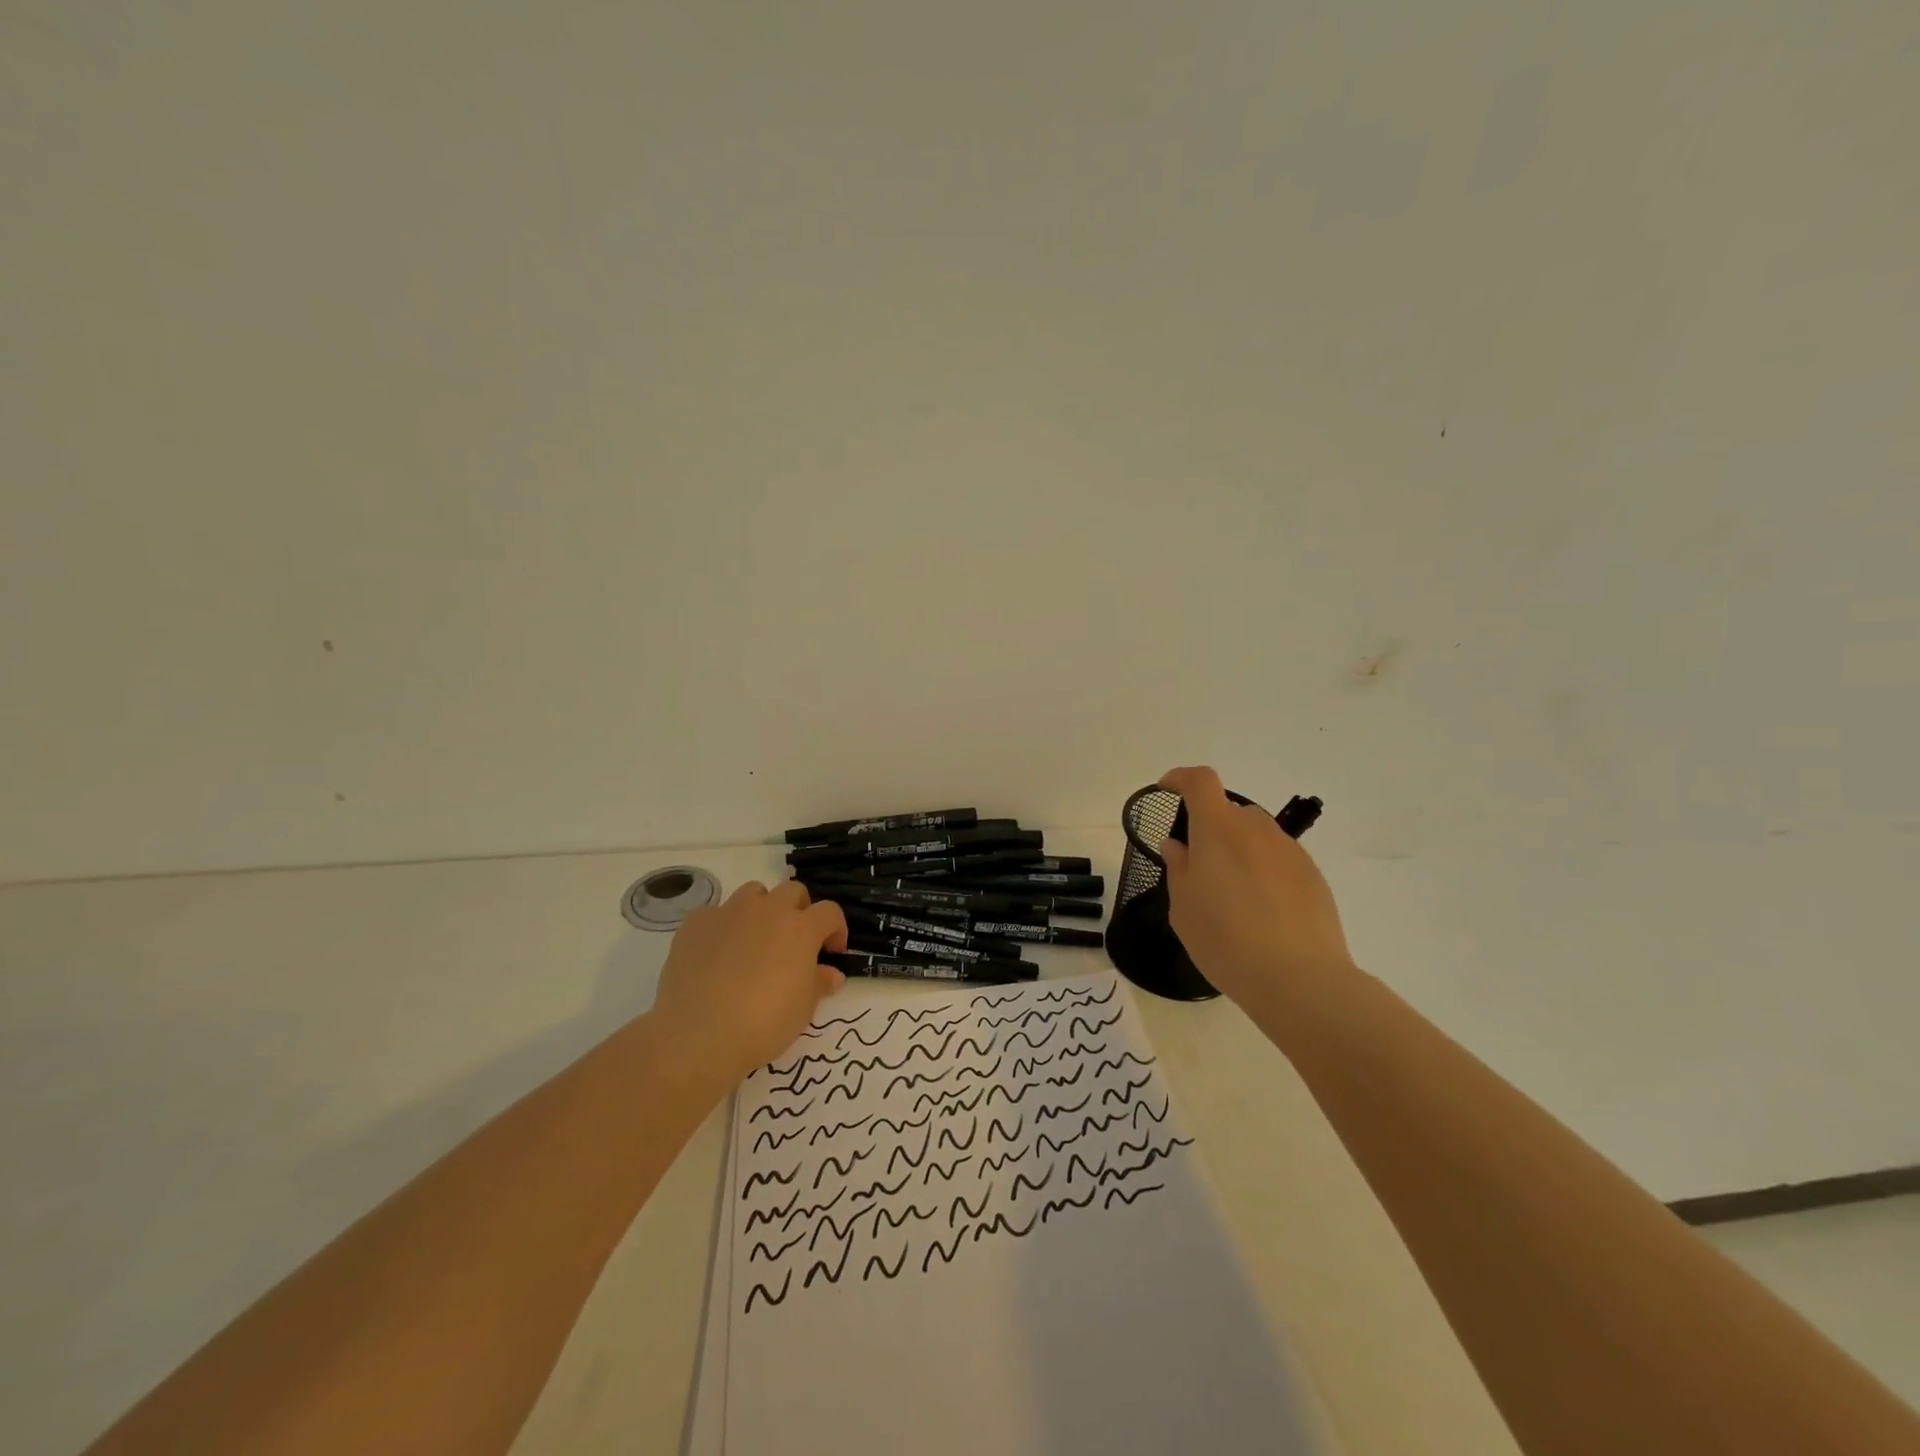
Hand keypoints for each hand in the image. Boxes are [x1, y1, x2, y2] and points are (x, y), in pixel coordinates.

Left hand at [649, 881, 847, 1088]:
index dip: (835, 929)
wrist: (698, 1036)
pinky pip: (715, 914)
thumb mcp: (803, 1009)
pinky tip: (716, 955)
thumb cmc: (763, 1023)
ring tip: (754, 942)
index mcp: (801, 928)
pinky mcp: (696, 923)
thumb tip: (831, 973)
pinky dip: (722, 927)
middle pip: (792, 892)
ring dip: (761, 910)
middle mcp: (768, 910)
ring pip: (753, 894)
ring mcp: (729, 912)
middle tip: (793, 943)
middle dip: (798, 911)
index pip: (829, 912)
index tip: (831, 952)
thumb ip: (820, 983)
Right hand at [1156, 766, 1355, 1005]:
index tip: (1167, 791)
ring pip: (1255, 836)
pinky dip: (1263, 872)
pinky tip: (1263, 912)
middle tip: (1200, 867)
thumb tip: (1180, 845)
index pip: (1200, 781)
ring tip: (1233, 896)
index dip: (1181, 778)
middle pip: (1229, 812)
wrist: (1298, 978)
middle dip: (1211, 829)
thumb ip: (1179, 868)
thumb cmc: (1225, 940)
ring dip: (1239, 851)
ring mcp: (1289, 850)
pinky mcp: (1313, 875)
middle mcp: (1255, 829)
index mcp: (1217, 829)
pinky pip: (1278, 860)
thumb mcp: (1183, 907)